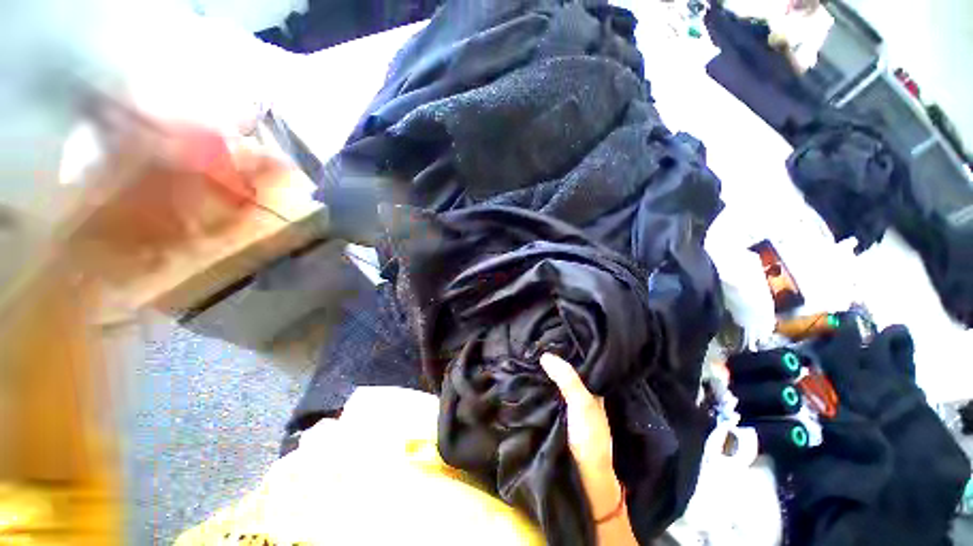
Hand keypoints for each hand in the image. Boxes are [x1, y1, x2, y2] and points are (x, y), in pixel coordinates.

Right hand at [539, 353, 623, 520]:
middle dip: (549, 362)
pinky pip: (545, 395)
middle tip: (530, 346)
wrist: (584, 476)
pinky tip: (526, 379)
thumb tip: (545, 355)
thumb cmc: (589, 436)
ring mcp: (566, 405)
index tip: (546, 338)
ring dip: (541, 374)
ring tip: (524, 357)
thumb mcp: (581, 402)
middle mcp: (579, 393)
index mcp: (591, 388)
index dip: (563, 350)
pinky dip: (537, 387)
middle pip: (563, 372)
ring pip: (553, 383)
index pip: (577, 362)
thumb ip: (567, 379)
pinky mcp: (554, 415)